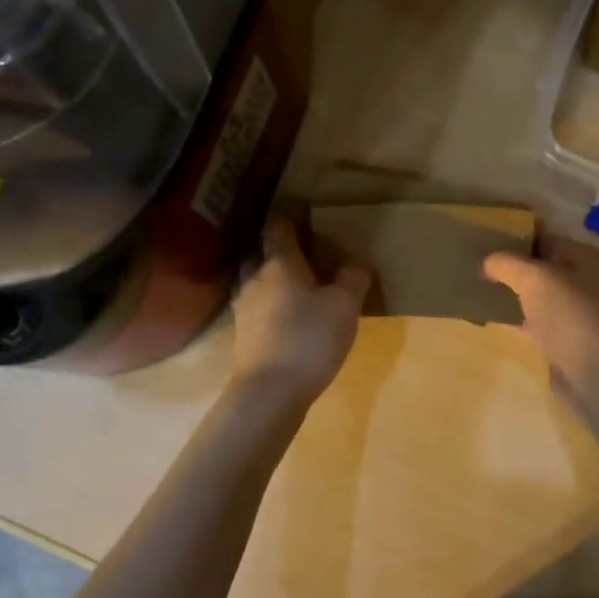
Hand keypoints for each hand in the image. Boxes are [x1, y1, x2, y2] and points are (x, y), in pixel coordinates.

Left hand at [230, 217, 370, 403]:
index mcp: (280, 263)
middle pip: (259, 251)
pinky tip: (280, 311)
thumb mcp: (345, 306)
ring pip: (251, 277)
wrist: (270, 392)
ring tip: (289, 279)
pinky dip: (264, 299)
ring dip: (266, 273)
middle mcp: (255, 278)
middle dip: (274, 245)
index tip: (298, 205)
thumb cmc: (309, 339)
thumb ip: (353, 278)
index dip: (288, 214)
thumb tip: (356, 263)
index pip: (279, 227)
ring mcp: (243, 306)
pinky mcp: (242, 333)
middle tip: (297, 247)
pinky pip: (252, 303)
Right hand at [482, 232, 598, 408]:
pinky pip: (535, 322)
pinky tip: (491, 318)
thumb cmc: (570, 314)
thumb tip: (485, 261)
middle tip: (475, 262)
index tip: (484, 236)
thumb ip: (507, 263)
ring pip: (537, 296)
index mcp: (583, 257)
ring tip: (477, 287)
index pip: (545, 237)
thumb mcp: (534, 278)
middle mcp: (584, 281)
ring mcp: (576, 313)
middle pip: (541, 267)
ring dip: (512, 293)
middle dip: (511, 265)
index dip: (516, 235)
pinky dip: (516, 319)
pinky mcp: (566, 341)